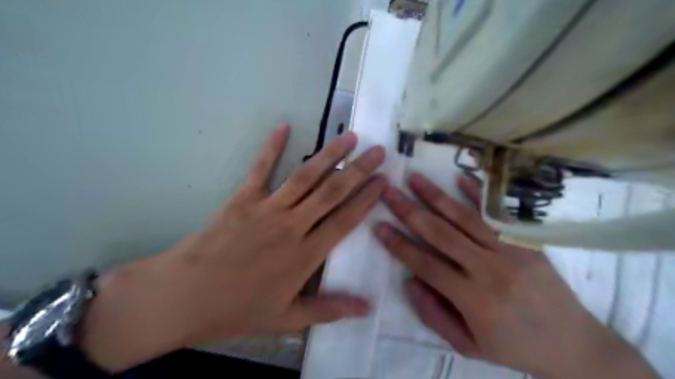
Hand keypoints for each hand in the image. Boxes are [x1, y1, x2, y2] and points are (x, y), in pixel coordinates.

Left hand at [80, 124, 387, 369]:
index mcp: (305, 255)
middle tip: (378, 151)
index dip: (366, 200)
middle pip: (332, 192)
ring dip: (329, 155)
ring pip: (306, 177)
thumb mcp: (287, 319)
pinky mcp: (244, 198)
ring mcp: (267, 209)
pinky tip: (283, 126)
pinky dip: (272, 147)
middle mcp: (292, 226)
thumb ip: (329, 309)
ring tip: (349, 137)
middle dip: (358, 170)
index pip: (345, 221)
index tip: (384, 181)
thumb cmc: (238, 309)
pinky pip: (261, 169)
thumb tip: (367, 307)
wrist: (185, 296)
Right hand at [377, 174, 663, 377]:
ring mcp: (511, 251)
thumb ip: (433, 314)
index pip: (425, 264)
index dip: (399, 245)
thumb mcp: (468, 346)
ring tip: (415, 178)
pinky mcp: (527, 242)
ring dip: (436, 195)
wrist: (576, 346)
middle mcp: (489, 270)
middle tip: (389, 192)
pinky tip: (459, 177)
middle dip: (410, 211)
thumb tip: (409, 281)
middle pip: (440, 234)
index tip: (379, 226)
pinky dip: (477, 194)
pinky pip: (497, 214)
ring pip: (465, 218)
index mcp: (473, 300)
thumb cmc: (515, 348)